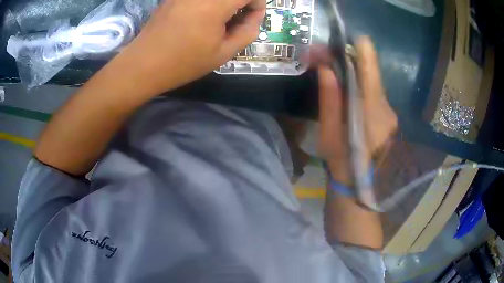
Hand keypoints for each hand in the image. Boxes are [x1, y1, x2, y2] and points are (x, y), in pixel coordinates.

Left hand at [115, 0, 265, 95]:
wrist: (144, 64)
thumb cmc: (184, 62)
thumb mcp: (223, 53)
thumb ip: (247, 32)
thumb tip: (253, 17)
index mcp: (216, 3)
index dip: (257, 4)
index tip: (252, 19)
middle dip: (241, 2)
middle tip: (236, 20)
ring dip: (225, 4)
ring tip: (218, 21)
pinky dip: (209, 4)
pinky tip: (201, 18)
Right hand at [317, 37, 397, 184]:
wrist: (359, 188)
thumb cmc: (341, 163)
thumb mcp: (329, 133)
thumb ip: (330, 99)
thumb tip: (326, 68)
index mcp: (372, 112)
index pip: (371, 72)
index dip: (364, 51)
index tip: (354, 37)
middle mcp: (387, 109)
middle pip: (371, 77)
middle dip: (351, 63)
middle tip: (328, 59)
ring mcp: (390, 115)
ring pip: (372, 86)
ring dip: (355, 77)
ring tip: (335, 75)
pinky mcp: (389, 119)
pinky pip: (375, 97)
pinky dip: (362, 90)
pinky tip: (349, 95)